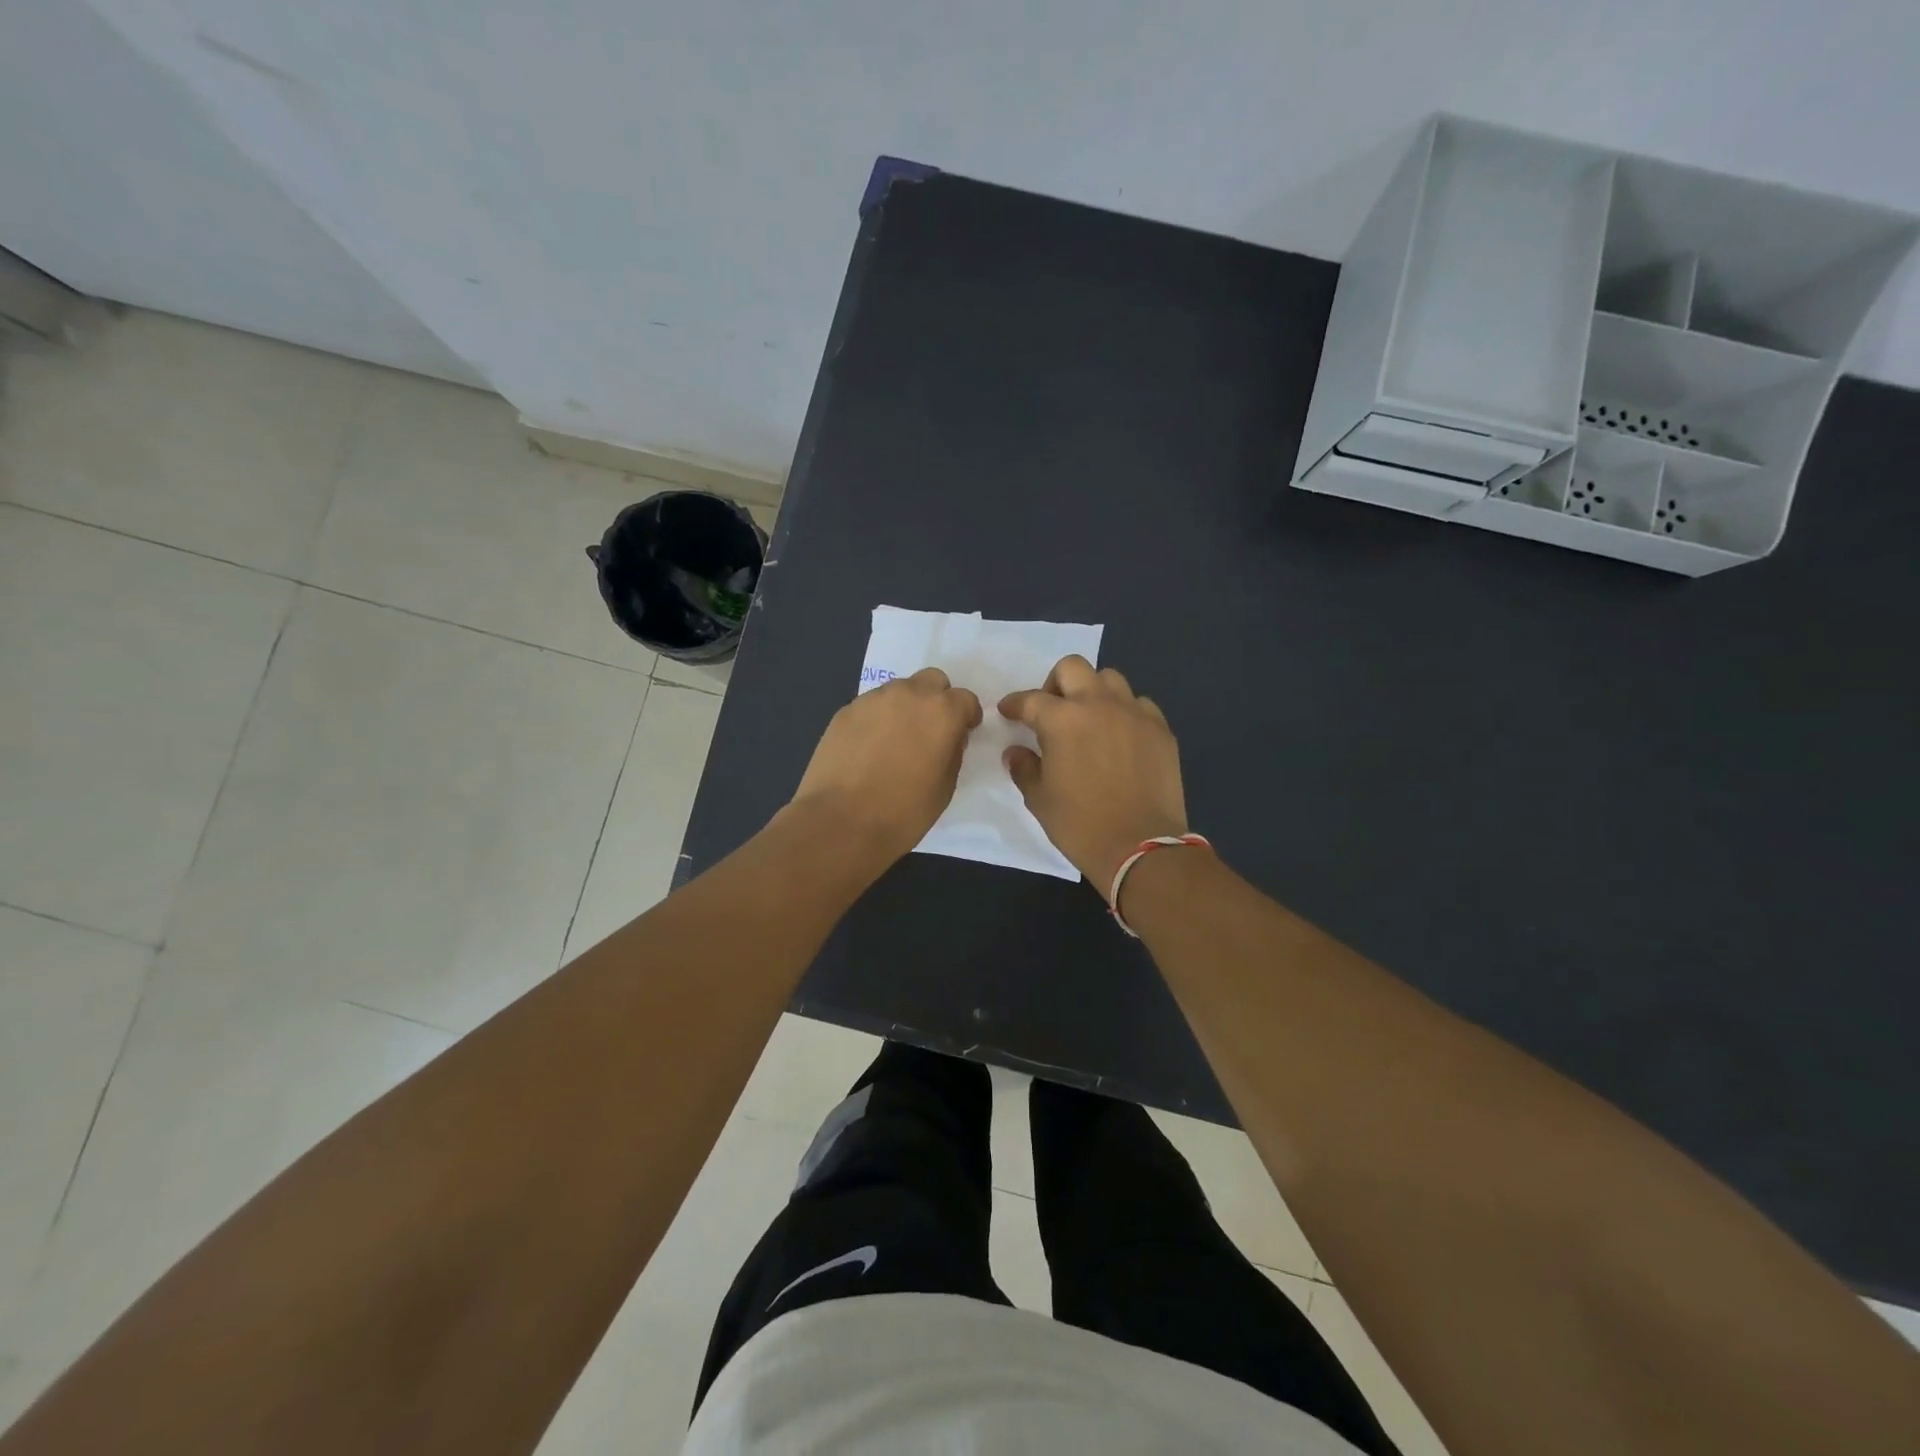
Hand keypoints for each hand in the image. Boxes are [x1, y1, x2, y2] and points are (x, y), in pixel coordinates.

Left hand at [791, 668, 982, 862]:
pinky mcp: (845, 711)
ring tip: (895, 741)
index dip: (966, 716)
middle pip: (932, 681)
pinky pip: (871, 706)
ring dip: (905, 707)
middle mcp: (908, 695)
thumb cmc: (903, 812)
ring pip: (899, 691)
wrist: (840, 822)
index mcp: (941, 712)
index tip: (962, 733)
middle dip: (936, 700)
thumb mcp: (945, 788)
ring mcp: (873, 699)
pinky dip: (877, 719)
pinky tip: (869, 749)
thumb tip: (946, 739)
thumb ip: (952, 753)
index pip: (965, 699)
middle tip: (930, 731)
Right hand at [999, 655, 1187, 889]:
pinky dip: (1124, 712)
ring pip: (1110, 679)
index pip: (1030, 700)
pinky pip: (1139, 704)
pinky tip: (1120, 736)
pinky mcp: (1160, 729)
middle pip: (1072, 668)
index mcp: (1062, 719)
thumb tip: (1016, 752)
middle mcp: (1098, 704)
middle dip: (1055, 683)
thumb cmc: (1081, 825)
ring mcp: (1134, 713)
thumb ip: (1024, 768)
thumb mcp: (1040, 799)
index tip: (1008, 712)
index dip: (1014, 704)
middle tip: (1052, 710)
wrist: (1140, 847)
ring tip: (1089, 719)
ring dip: (1093, 692)